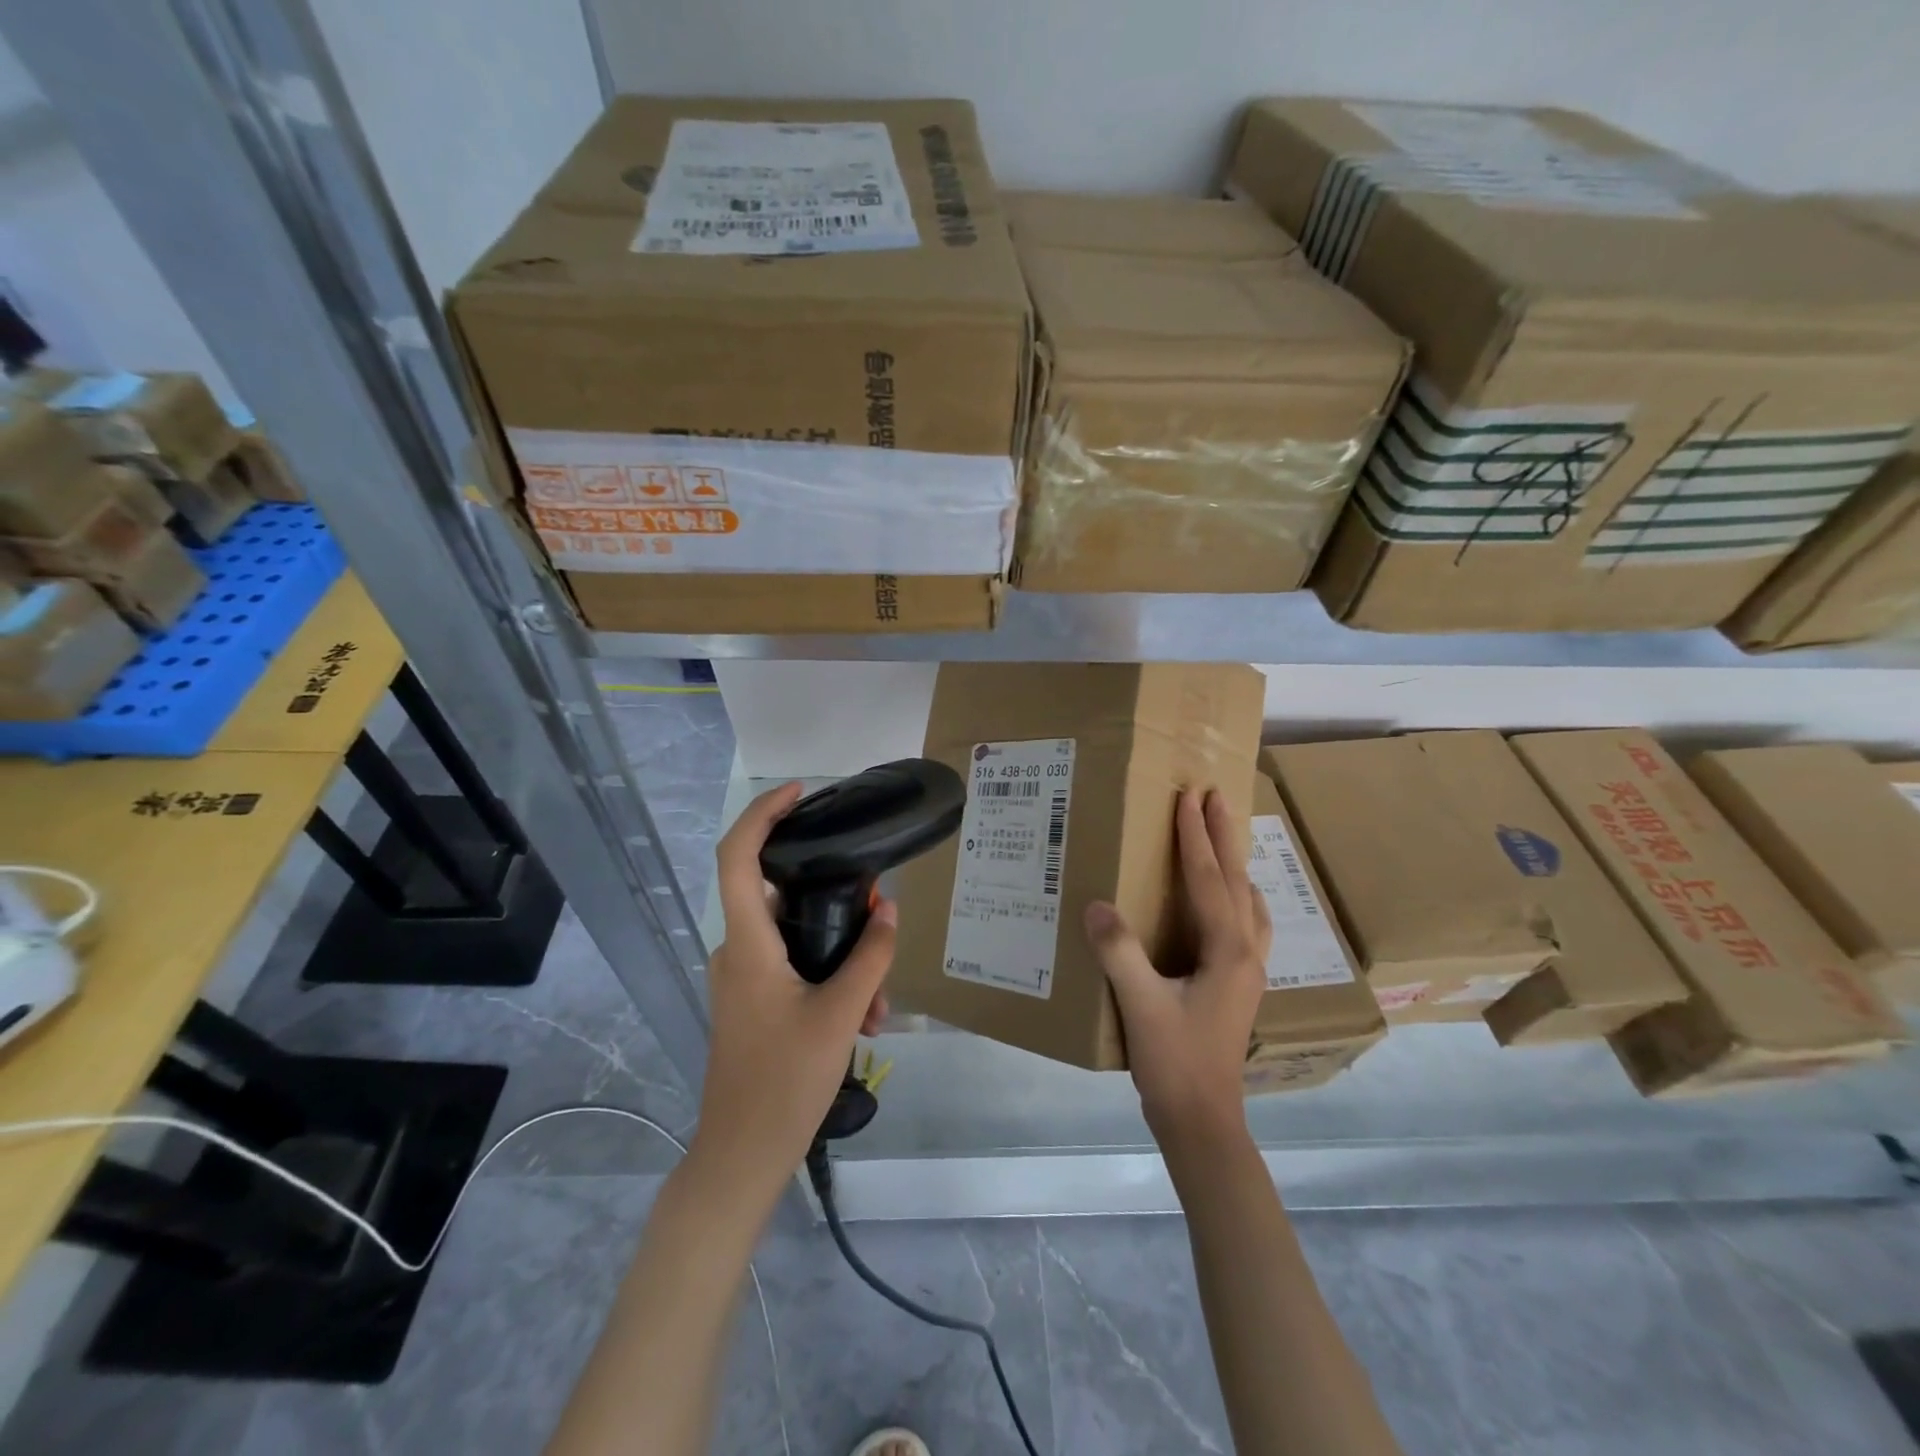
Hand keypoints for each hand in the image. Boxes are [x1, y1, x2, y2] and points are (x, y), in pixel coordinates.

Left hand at [690, 783, 894, 1198]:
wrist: (741, 1156)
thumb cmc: (786, 1082)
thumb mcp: (841, 1015)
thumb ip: (870, 957)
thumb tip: (888, 908)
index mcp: (748, 944)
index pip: (738, 856)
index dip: (763, 815)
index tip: (799, 794)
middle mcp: (736, 950)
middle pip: (780, 895)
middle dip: (834, 903)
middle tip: (878, 916)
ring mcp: (741, 978)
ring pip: (794, 938)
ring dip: (840, 955)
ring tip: (879, 1000)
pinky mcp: (750, 1000)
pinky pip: (790, 966)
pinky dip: (827, 976)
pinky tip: (863, 1017)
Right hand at [1084, 789, 1270, 1146]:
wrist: (1203, 1121)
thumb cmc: (1174, 1062)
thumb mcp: (1141, 1005)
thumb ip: (1119, 952)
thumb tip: (1096, 904)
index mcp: (1228, 950)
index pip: (1210, 879)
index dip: (1196, 836)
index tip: (1190, 797)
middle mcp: (1247, 952)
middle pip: (1237, 881)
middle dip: (1224, 835)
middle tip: (1213, 795)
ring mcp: (1249, 970)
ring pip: (1248, 901)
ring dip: (1234, 863)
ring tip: (1223, 836)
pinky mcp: (1240, 984)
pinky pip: (1247, 922)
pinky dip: (1239, 896)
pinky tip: (1232, 902)